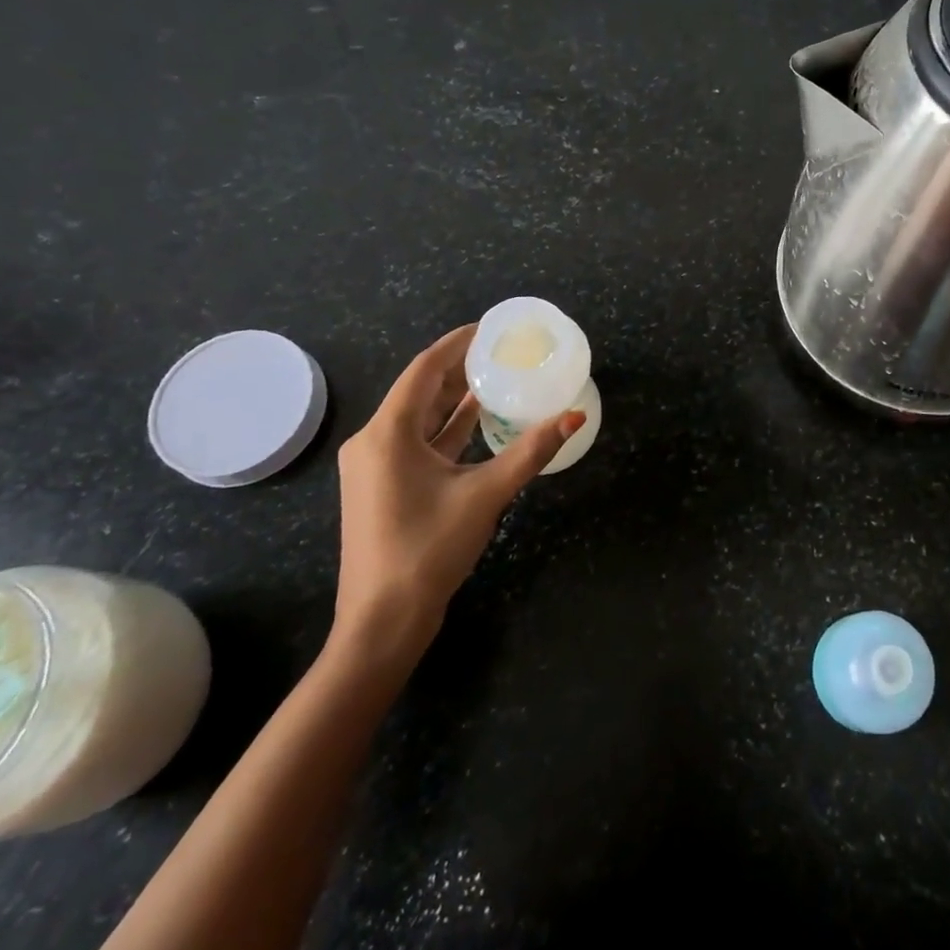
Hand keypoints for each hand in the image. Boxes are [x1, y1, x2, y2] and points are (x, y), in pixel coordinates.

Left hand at [330, 326, 584, 671]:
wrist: (383, 621)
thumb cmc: (429, 549)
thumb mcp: (486, 494)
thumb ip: (531, 451)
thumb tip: (574, 416)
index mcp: (388, 433)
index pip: (425, 368)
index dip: (457, 343)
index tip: (490, 328)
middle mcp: (375, 441)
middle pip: (421, 390)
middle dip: (461, 369)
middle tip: (503, 353)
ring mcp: (377, 466)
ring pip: (420, 418)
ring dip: (456, 399)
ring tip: (498, 379)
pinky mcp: (385, 487)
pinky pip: (419, 443)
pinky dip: (449, 429)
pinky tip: (480, 422)